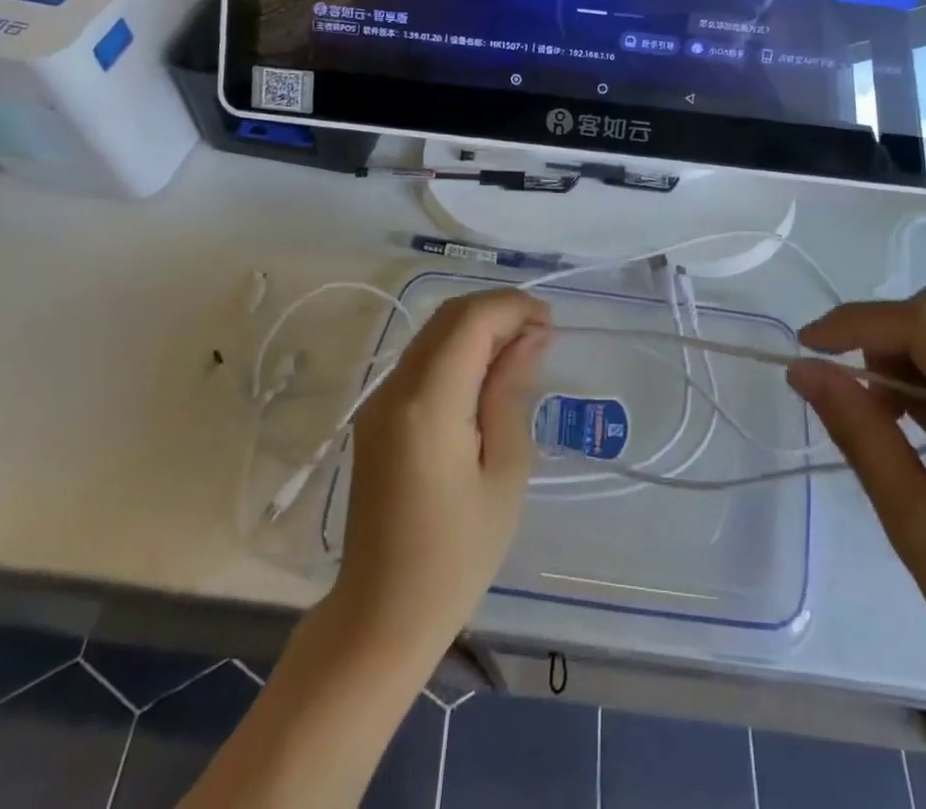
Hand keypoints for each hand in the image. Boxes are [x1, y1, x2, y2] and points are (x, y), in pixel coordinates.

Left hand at [334, 288, 550, 652]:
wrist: (380, 617)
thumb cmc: (456, 555)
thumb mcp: (504, 472)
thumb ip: (511, 393)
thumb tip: (530, 337)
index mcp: (428, 404)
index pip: (470, 320)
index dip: (514, 308)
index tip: (550, 325)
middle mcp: (394, 389)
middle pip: (448, 317)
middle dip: (498, 311)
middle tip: (540, 336)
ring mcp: (378, 401)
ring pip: (433, 333)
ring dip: (478, 327)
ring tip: (520, 352)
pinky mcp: (375, 417)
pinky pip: (421, 360)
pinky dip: (458, 350)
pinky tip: (486, 377)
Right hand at [786, 287, 925, 743]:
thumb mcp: (915, 518)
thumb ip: (858, 430)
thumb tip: (803, 370)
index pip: (924, 321)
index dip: (855, 324)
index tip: (804, 348)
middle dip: (884, 337)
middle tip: (847, 389)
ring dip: (911, 357)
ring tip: (884, 418)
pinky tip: (925, 428)